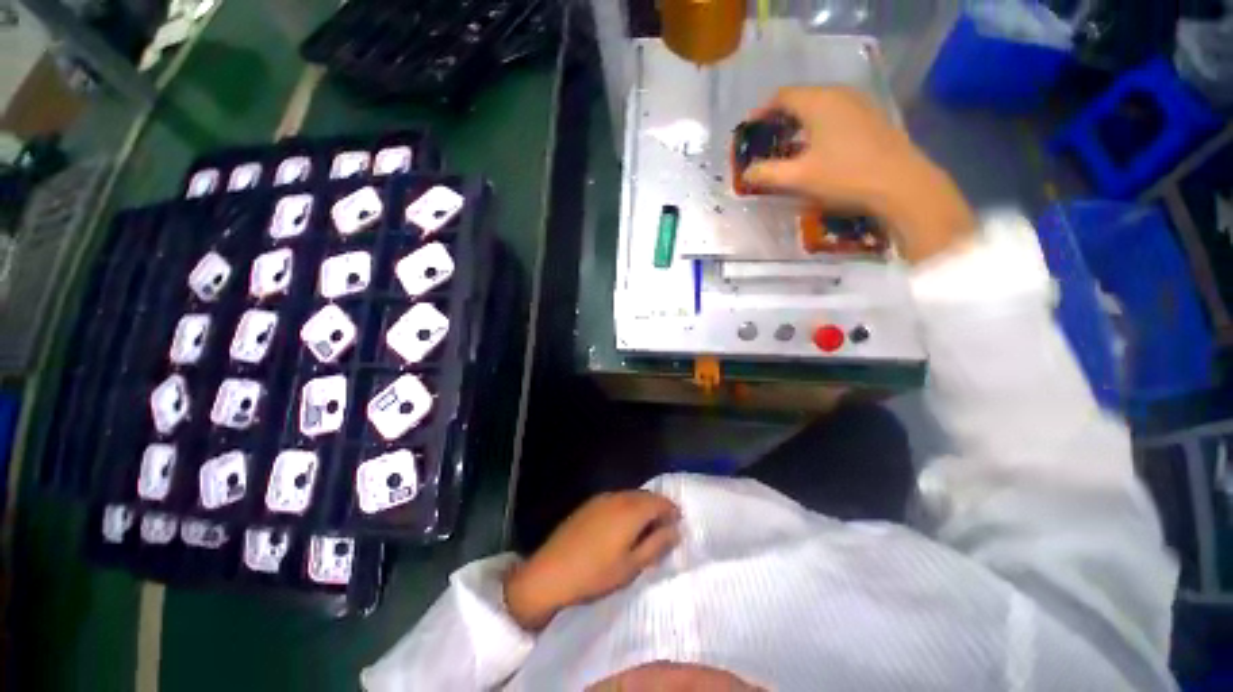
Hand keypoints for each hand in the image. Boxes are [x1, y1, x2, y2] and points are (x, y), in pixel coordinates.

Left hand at [504, 491, 681, 631]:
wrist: (551, 572)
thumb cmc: (596, 574)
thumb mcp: (632, 566)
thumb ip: (656, 545)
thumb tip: (675, 530)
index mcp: (631, 511)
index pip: (659, 502)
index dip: (672, 510)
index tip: (678, 522)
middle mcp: (618, 497)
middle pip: (645, 496)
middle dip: (658, 507)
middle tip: (664, 526)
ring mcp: (601, 498)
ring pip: (630, 496)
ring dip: (642, 506)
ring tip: (646, 526)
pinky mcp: (589, 504)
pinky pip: (616, 498)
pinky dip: (627, 506)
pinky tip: (623, 524)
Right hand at [742, 86, 975, 263]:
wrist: (901, 184)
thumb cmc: (844, 176)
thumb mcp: (798, 178)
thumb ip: (767, 174)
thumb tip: (747, 173)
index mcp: (818, 102)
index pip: (782, 96)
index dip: (762, 111)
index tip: (750, 130)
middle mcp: (839, 94)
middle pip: (802, 98)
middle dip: (781, 118)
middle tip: (767, 140)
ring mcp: (860, 104)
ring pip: (821, 105)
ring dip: (801, 122)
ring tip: (790, 145)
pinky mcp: (872, 118)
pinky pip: (837, 114)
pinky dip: (820, 126)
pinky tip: (819, 148)